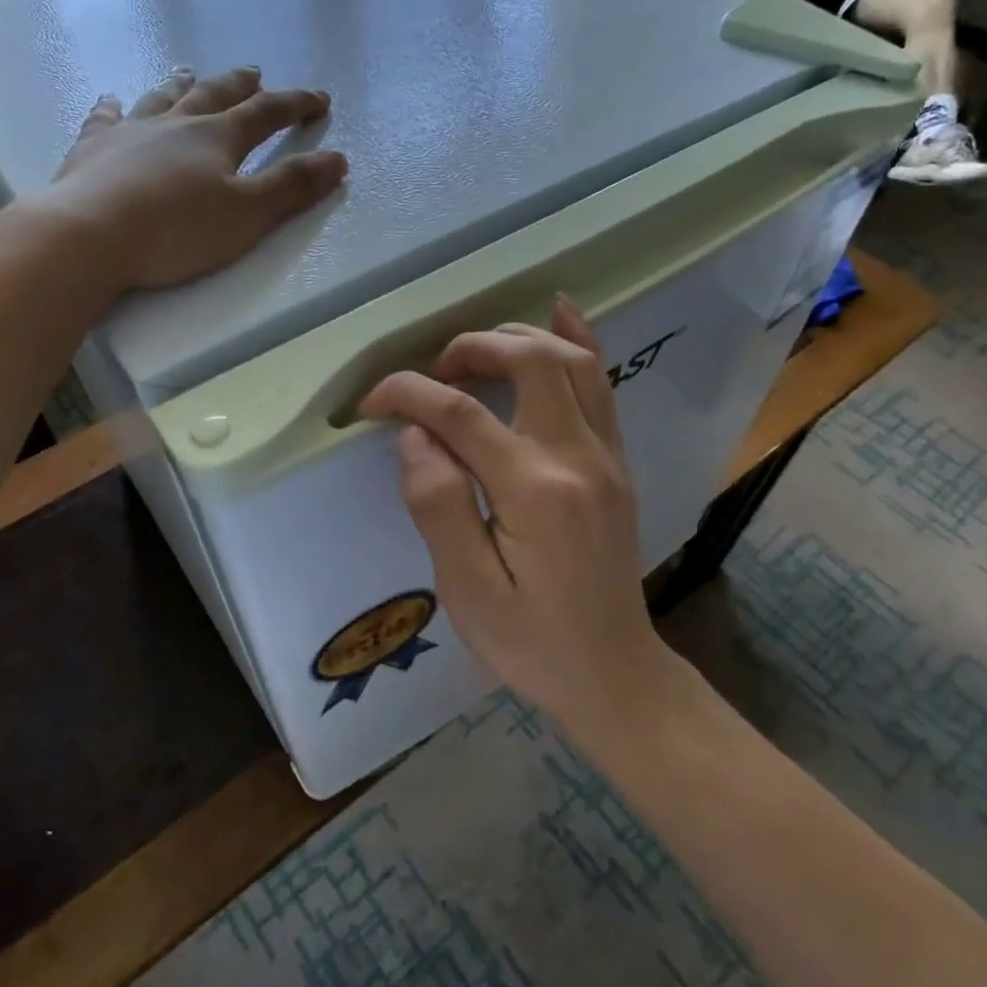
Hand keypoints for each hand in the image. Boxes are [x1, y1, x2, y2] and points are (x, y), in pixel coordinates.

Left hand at [26, 65, 345, 292]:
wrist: (89, 236)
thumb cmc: (177, 231)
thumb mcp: (248, 215)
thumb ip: (292, 187)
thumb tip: (338, 159)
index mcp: (217, 138)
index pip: (266, 114)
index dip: (296, 105)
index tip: (320, 100)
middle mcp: (176, 124)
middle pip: (215, 95)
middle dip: (240, 86)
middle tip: (255, 73)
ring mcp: (130, 132)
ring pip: (162, 98)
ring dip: (181, 84)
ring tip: (189, 71)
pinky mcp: (92, 149)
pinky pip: (104, 118)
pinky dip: (111, 107)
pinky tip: (111, 101)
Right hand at [359, 297, 667, 723]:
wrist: (613, 674)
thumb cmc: (531, 643)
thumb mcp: (468, 591)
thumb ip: (439, 505)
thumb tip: (415, 436)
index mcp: (533, 489)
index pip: (461, 411)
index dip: (407, 394)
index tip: (370, 403)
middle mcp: (576, 456)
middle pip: (529, 361)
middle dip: (470, 349)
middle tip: (432, 375)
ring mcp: (605, 454)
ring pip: (571, 360)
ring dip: (518, 339)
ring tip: (474, 353)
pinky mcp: (616, 462)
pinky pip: (602, 385)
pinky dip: (578, 341)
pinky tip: (560, 312)